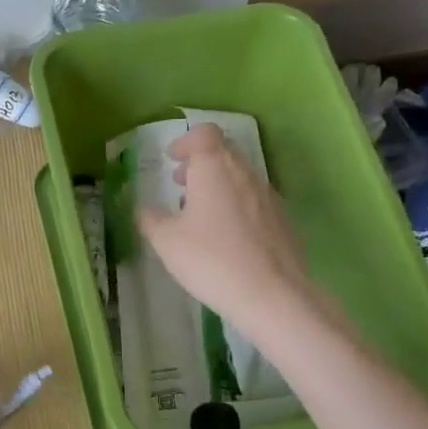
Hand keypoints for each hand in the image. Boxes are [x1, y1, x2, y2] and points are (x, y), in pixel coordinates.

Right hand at [137, 124, 313, 331]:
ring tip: (200, 214)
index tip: (173, 159)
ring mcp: (268, 195)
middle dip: (201, 163)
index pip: (205, 134)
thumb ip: (151, 219)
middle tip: (181, 184)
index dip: (186, 141)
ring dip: (219, 185)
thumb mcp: (167, 242)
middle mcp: (245, 173)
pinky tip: (227, 237)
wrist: (272, 295)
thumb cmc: (211, 260)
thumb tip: (144, 209)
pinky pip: (254, 200)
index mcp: (215, 168)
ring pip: (240, 177)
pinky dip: (237, 206)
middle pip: (224, 152)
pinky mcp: (283, 219)